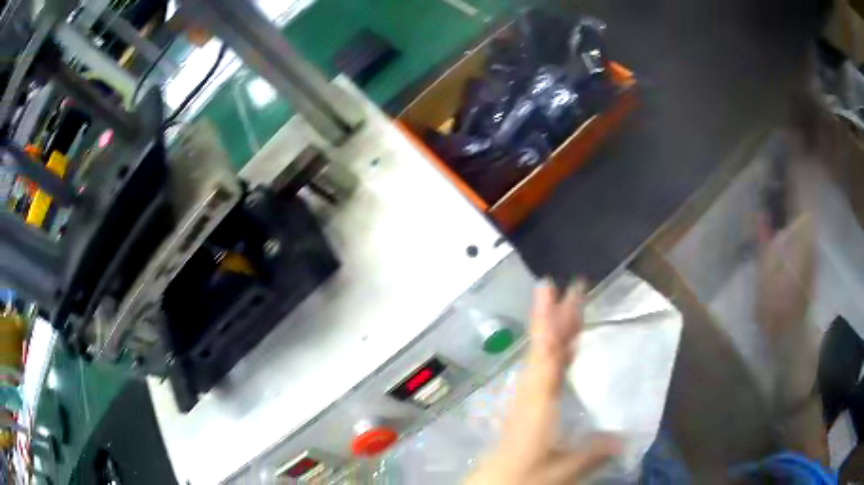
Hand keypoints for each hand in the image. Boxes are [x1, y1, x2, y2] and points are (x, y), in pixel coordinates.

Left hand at [465, 280, 619, 484]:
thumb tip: (625, 439)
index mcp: (538, 400)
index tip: (553, 286)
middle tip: (575, 287)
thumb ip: (594, 453)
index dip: (550, 318)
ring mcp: (526, 398)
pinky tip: (566, 352)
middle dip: (559, 316)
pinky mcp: (526, 407)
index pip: (546, 352)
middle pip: (544, 347)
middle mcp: (530, 392)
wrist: (493, 484)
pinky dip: (555, 354)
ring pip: (542, 356)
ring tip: (574, 310)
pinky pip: (542, 371)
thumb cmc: (524, 476)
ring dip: (557, 331)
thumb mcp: (564, 469)